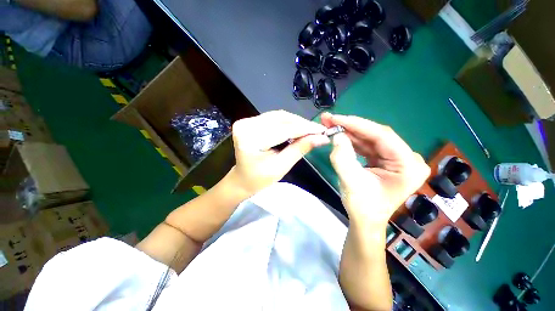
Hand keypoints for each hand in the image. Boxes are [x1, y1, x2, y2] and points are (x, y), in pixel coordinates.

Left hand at [229, 110, 329, 194]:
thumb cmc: (260, 179)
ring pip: (278, 116)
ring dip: (295, 121)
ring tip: (309, 129)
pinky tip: (296, 127)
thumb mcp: (281, 166)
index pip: (283, 130)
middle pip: (280, 119)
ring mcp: (246, 121)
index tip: (323, 130)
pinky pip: (273, 118)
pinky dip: (287, 122)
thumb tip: (322, 138)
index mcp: (250, 140)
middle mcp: (246, 126)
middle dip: (301, 124)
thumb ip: (300, 149)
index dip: (305, 129)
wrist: (243, 179)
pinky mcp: (249, 121)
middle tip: (317, 130)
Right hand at [321, 113, 429, 229]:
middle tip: (330, 119)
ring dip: (349, 132)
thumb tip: (337, 135)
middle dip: (351, 126)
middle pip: (376, 135)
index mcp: (408, 165)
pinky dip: (352, 140)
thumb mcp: (350, 183)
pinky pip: (368, 145)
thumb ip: (343, 158)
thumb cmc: (362, 207)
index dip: (356, 124)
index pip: (382, 136)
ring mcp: (397, 158)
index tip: (335, 118)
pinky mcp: (386, 160)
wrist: (366, 221)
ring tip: (331, 125)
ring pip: (370, 138)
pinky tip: (340, 135)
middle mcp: (407, 158)